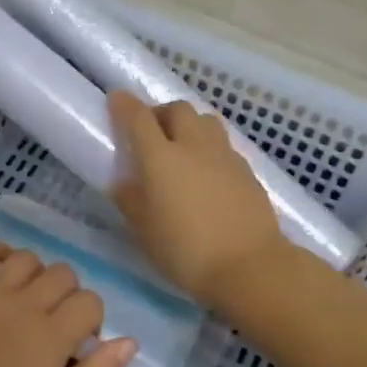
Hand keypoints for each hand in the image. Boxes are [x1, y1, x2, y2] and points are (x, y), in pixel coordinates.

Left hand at [0, 241, 134, 366]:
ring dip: (36, 275)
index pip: (90, 302)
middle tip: (53, 328)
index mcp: (50, 337)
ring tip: (27, 303)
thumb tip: (130, 341)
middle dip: (68, 297)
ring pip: (26, 259)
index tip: (77, 347)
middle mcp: (22, 304)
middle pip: (63, 274)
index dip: (91, 322)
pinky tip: (0, 268)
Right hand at [108, 90, 288, 306]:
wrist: (250, 266)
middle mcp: (193, 146)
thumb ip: (130, 201)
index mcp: (161, 158)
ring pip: (205, 120)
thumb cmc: (187, 251)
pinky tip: (207, 172)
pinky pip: (223, 144)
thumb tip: (123, 183)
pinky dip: (209, 147)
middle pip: (177, 109)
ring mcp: (224, 155)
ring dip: (189, 125)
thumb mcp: (145, 232)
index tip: (116, 100)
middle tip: (151, 134)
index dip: (124, 105)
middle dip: (160, 113)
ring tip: (182, 148)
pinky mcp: (247, 169)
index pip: (138, 118)